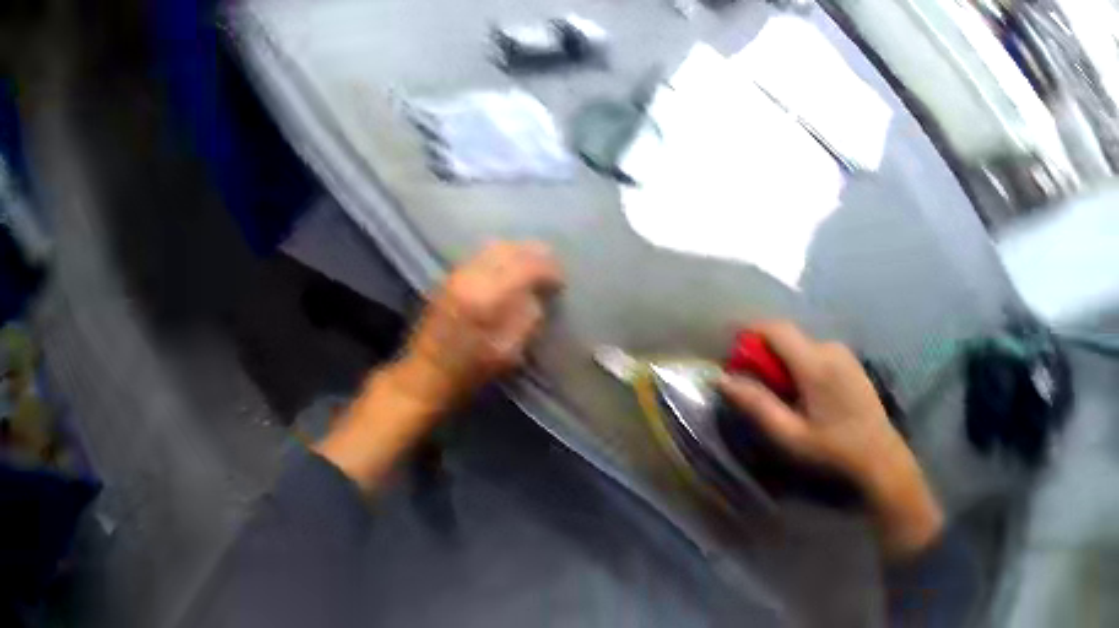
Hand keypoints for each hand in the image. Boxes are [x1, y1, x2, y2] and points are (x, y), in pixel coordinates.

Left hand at [315, 241, 563, 492]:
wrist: (425, 375)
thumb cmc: (469, 371)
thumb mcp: (509, 351)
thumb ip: (528, 316)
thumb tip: (539, 292)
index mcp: (488, 296)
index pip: (527, 265)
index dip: (550, 270)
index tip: (561, 282)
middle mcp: (470, 276)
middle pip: (510, 248)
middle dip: (535, 254)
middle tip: (551, 269)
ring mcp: (456, 273)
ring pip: (494, 246)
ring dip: (518, 252)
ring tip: (533, 267)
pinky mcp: (449, 277)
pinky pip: (481, 255)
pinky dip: (501, 256)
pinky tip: (510, 270)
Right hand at [718, 321, 942, 558]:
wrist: (878, 455)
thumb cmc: (832, 448)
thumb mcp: (789, 434)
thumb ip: (756, 404)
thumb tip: (723, 380)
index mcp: (814, 363)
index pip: (775, 328)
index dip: (749, 334)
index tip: (732, 356)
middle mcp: (829, 348)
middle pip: (787, 336)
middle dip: (764, 354)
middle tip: (755, 388)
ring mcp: (843, 352)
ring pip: (801, 345)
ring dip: (783, 361)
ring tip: (780, 397)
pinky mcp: (850, 361)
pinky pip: (816, 352)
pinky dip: (800, 364)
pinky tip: (804, 396)